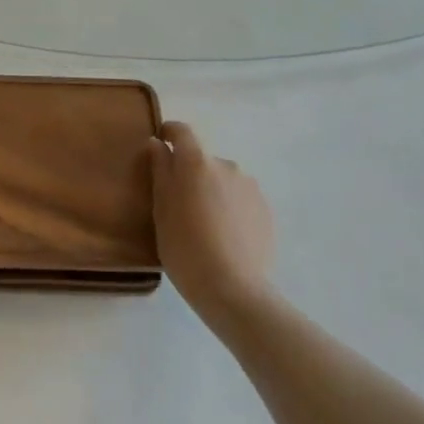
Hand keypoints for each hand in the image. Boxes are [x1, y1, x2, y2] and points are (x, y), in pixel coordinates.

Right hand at [149, 121, 275, 330]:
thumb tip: (158, 144)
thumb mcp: (161, 210)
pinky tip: (226, 237)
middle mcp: (226, 165)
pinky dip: (231, 209)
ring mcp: (250, 187)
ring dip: (213, 191)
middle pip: (203, 160)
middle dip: (191, 174)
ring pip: (223, 180)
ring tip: (206, 226)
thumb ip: (160, 171)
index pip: (182, 132)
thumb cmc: (186, 248)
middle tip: (180, 204)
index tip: (160, 144)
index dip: (169, 133)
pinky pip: (241, 199)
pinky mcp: (266, 210)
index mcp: (197, 162)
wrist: (234, 291)